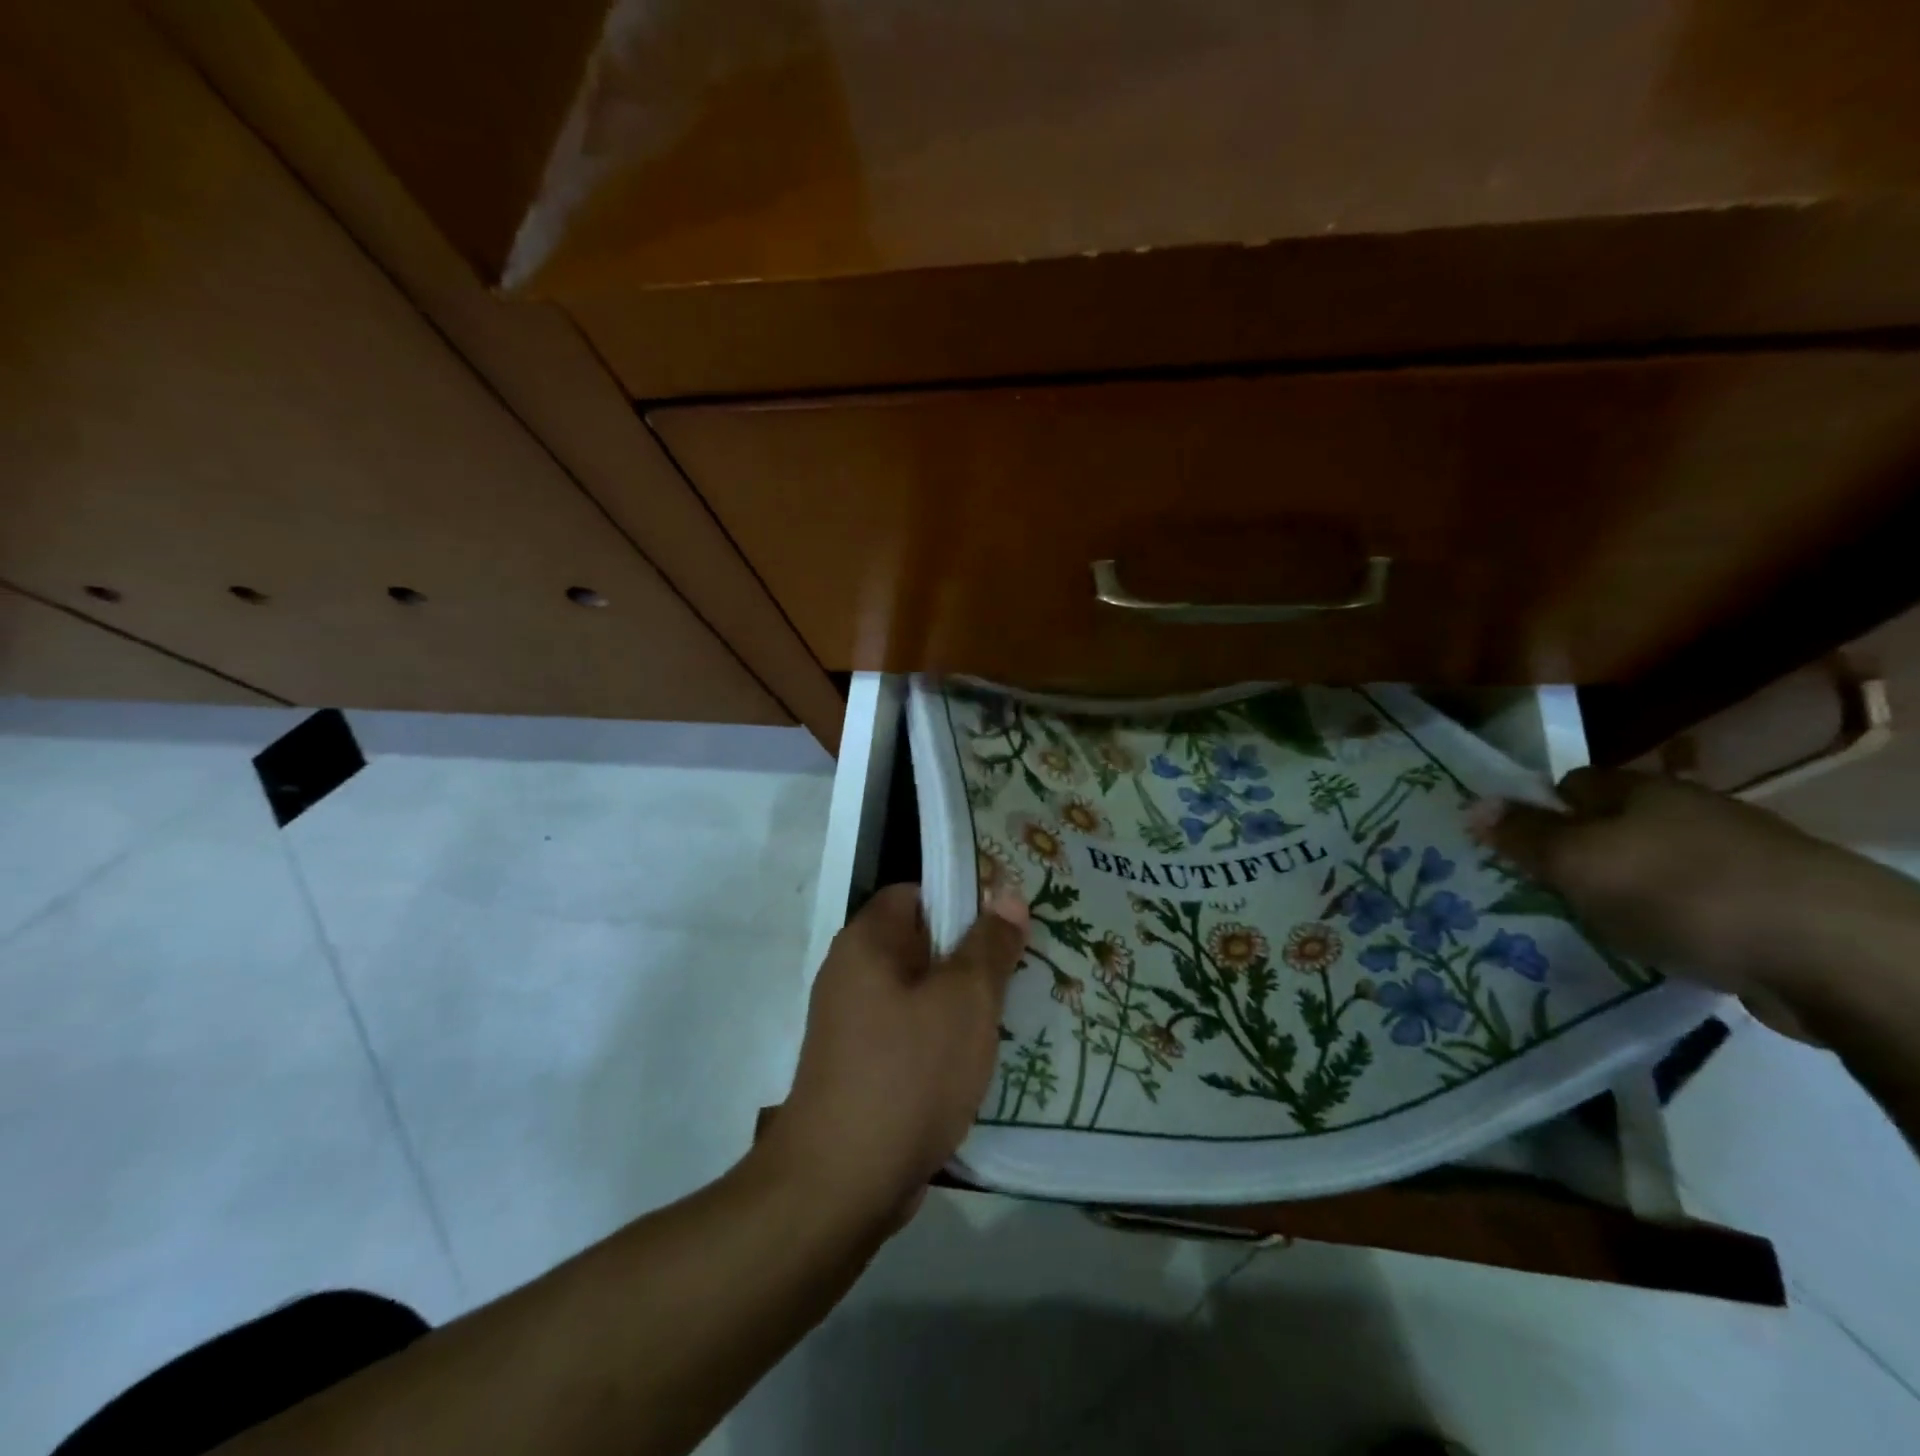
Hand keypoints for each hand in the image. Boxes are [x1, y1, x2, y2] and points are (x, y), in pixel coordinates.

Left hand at [764, 884, 1028, 1229]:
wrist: (841, 1183)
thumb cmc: (908, 1072)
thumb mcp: (965, 1001)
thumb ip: (989, 944)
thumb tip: (1006, 895)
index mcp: (867, 941)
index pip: (916, 893)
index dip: (962, 899)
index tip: (1007, 921)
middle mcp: (851, 973)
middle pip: (920, 942)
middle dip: (970, 955)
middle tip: (1022, 967)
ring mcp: (852, 1023)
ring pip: (918, 992)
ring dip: (960, 1002)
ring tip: (1013, 1012)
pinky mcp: (860, 1066)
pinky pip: (909, 1032)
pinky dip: (942, 1038)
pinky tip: (979, 1059)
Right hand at [1475, 767, 1919, 1006]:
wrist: (1831, 951)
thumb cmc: (1677, 891)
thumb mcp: (1577, 861)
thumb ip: (1523, 835)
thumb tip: (1472, 804)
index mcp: (1638, 791)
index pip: (1570, 785)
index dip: (1538, 811)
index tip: (1517, 848)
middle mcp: (1687, 810)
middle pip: (1612, 824)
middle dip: (1579, 854)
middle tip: (1546, 891)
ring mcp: (1736, 855)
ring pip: (1653, 864)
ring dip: (1626, 890)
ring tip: (1598, 926)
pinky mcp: (1772, 902)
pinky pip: (1696, 902)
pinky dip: (1673, 920)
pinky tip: (1663, 947)